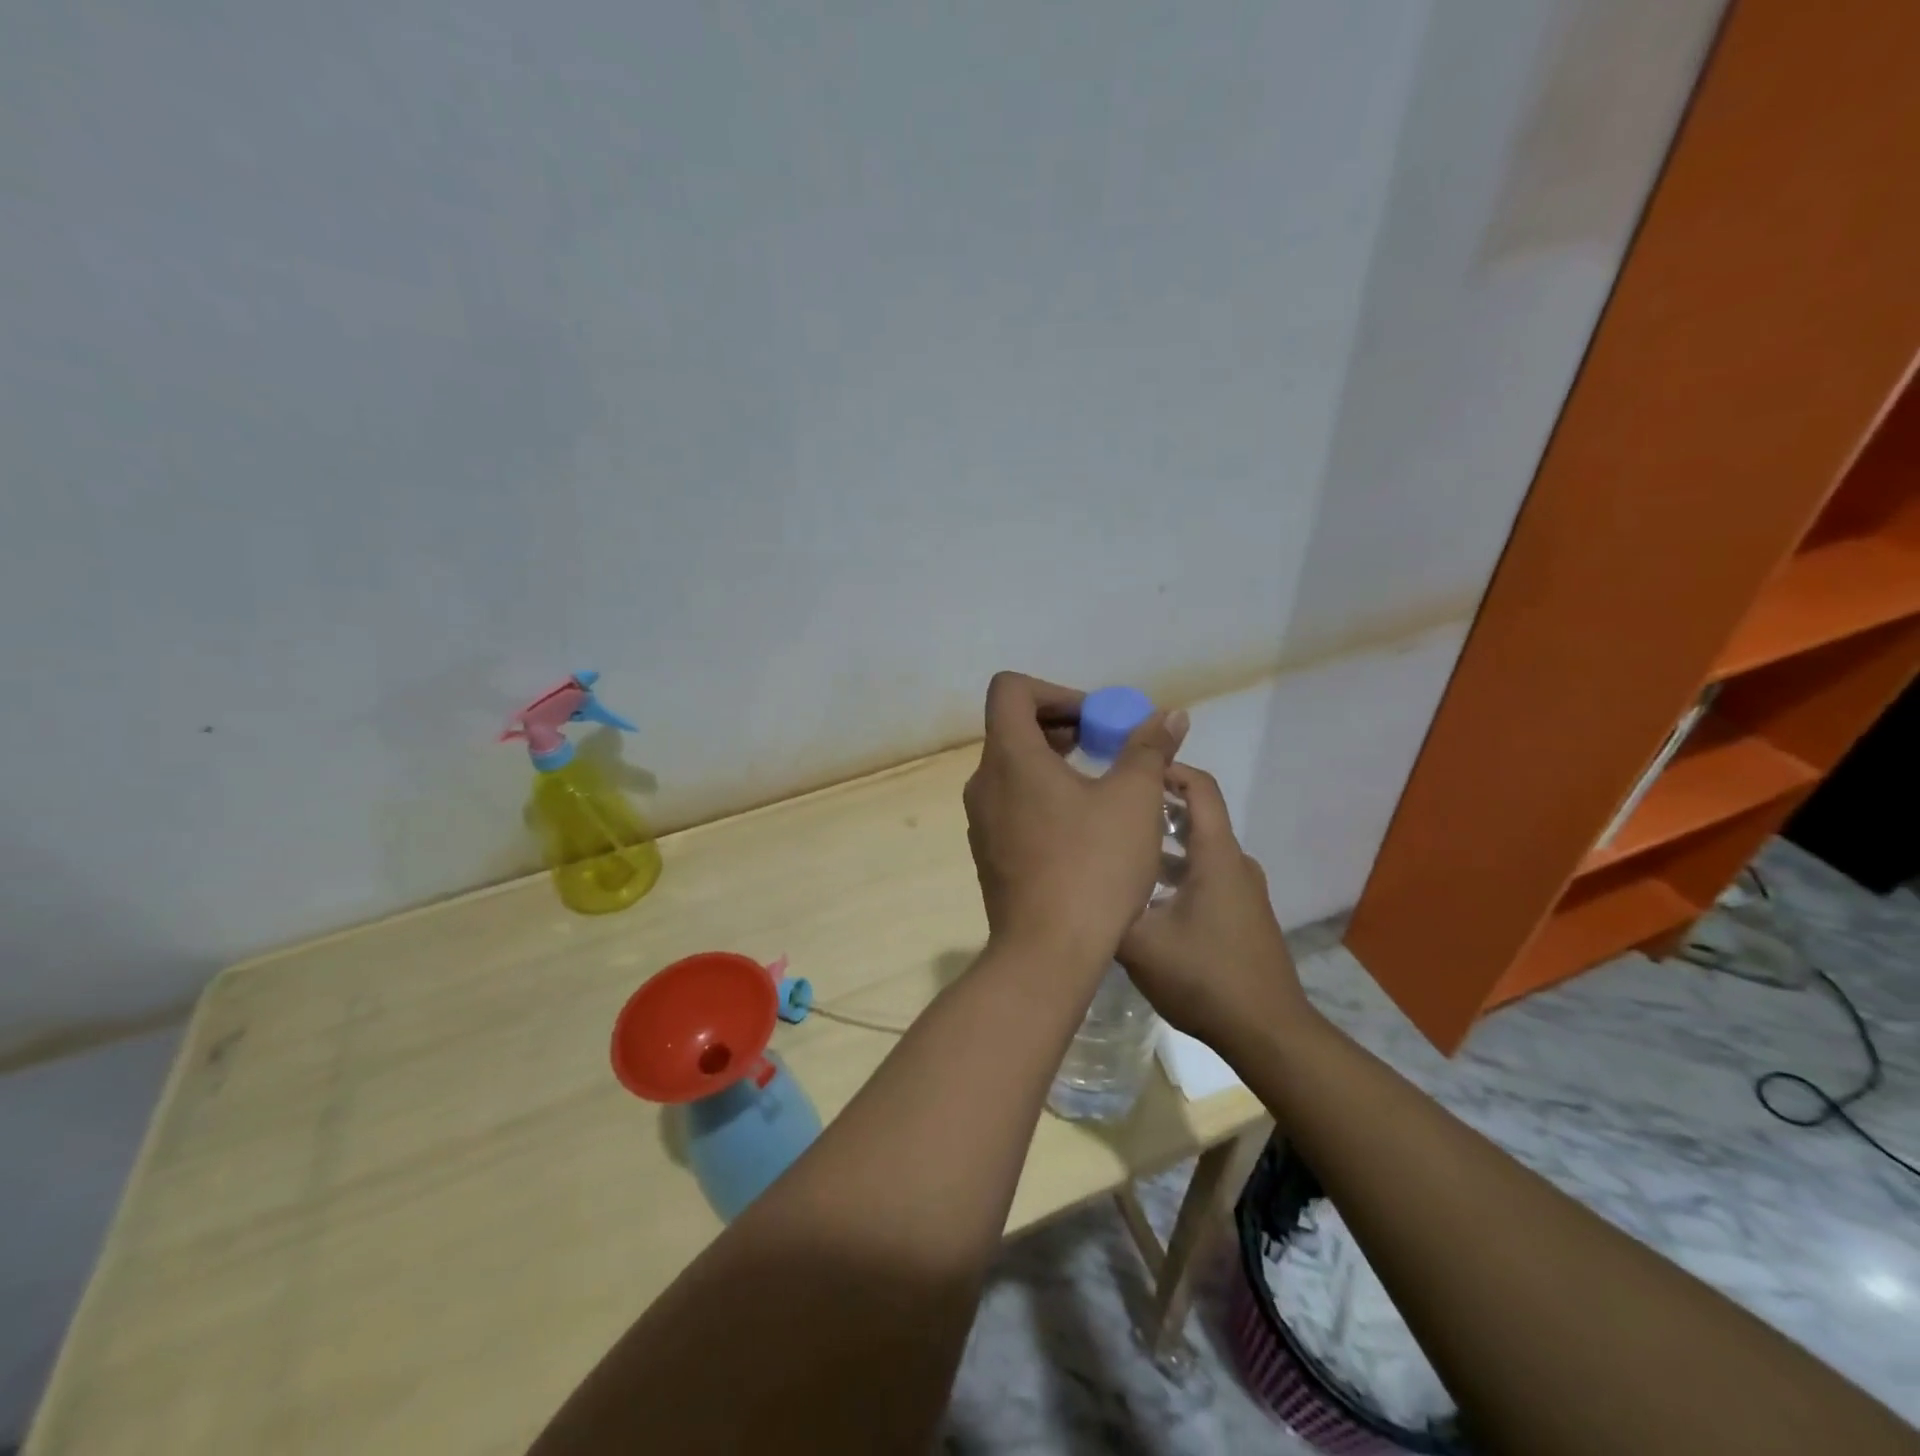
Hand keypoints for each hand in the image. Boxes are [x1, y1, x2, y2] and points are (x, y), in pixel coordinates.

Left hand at [963, 672, 1186, 960]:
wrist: (1047, 952)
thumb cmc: (1092, 866)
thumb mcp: (1134, 800)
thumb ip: (1148, 749)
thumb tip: (1168, 715)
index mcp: (1009, 757)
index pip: (1010, 690)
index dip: (1054, 691)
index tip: (1093, 719)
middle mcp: (984, 782)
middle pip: (1012, 728)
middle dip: (1062, 726)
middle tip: (1105, 747)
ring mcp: (981, 821)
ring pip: (1013, 769)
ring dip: (1054, 763)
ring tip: (1100, 786)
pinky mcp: (988, 853)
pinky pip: (1011, 804)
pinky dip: (1042, 796)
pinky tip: (1081, 829)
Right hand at [1117, 766, 1308, 1056]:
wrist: (1267, 1033)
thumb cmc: (1204, 977)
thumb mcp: (1139, 943)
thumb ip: (1107, 906)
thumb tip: (1078, 882)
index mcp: (1216, 855)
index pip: (1199, 787)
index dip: (1167, 769)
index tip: (1128, 770)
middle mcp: (1235, 863)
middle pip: (1196, 816)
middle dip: (1154, 808)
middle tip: (1110, 811)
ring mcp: (1243, 891)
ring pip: (1199, 850)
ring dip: (1161, 845)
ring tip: (1118, 853)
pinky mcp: (1243, 915)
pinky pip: (1206, 876)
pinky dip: (1176, 872)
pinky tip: (1144, 898)